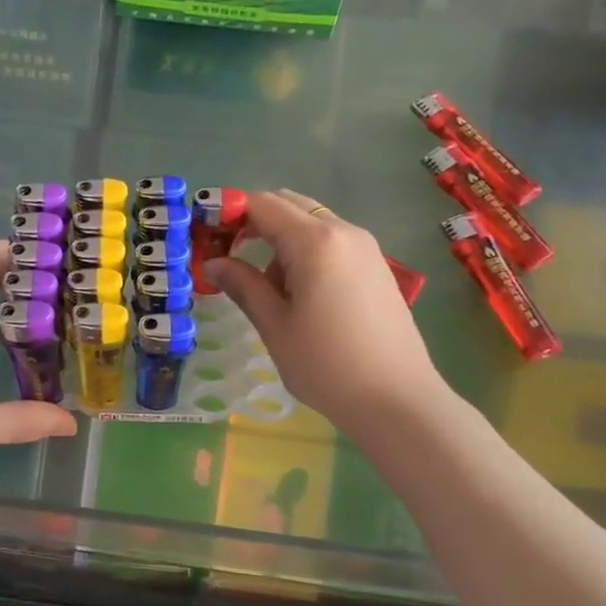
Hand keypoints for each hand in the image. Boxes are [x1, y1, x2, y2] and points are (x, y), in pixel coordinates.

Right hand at [205, 190, 442, 432]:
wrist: (398, 401)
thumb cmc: (327, 365)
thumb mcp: (275, 326)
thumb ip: (243, 285)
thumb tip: (214, 263)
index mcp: (315, 242)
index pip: (262, 204)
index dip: (229, 213)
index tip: (207, 238)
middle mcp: (343, 232)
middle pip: (289, 205)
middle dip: (254, 222)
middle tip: (231, 258)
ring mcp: (365, 247)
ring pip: (311, 223)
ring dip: (281, 240)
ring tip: (270, 290)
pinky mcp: (376, 266)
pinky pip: (332, 242)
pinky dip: (307, 252)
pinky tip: (302, 296)